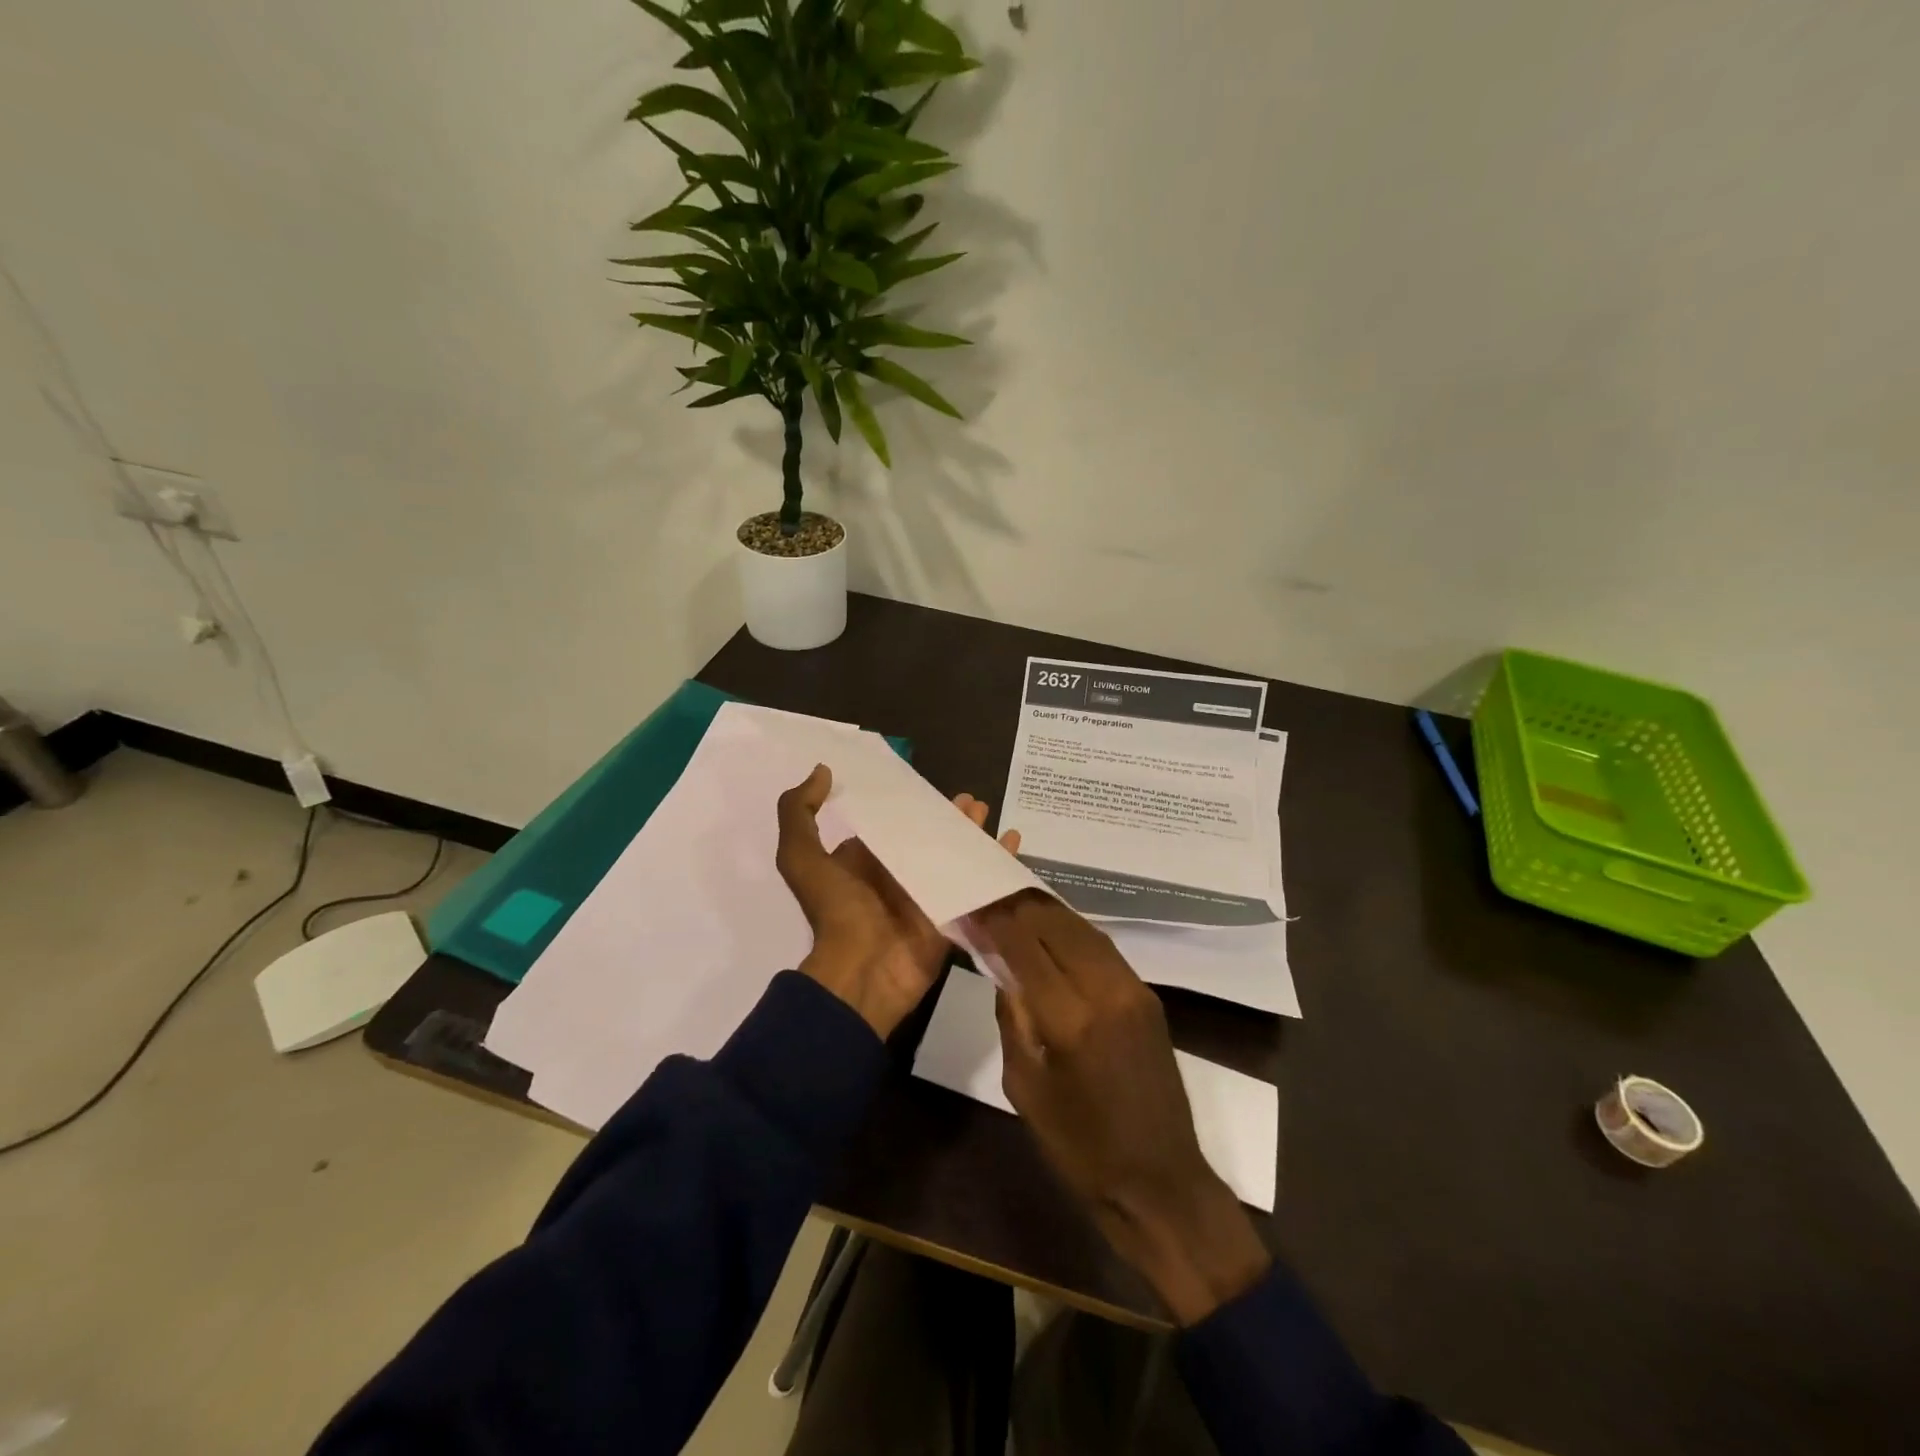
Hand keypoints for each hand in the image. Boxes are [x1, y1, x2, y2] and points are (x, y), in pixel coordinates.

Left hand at [776, 765, 1019, 1039]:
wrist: (863, 971)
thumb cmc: (836, 911)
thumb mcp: (800, 858)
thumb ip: (799, 813)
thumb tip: (821, 770)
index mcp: (866, 859)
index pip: (892, 824)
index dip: (910, 805)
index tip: (929, 785)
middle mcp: (898, 873)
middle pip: (930, 837)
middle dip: (949, 817)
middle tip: (971, 799)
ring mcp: (929, 893)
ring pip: (956, 855)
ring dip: (972, 833)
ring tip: (985, 811)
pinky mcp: (953, 912)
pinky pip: (979, 881)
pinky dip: (997, 861)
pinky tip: (1012, 840)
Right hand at [975, 892, 1271, 1324]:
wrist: (1160, 1182)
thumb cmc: (1081, 1148)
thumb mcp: (1026, 1089)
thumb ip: (1013, 1021)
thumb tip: (1002, 971)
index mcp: (1070, 1019)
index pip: (1025, 947)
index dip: (997, 921)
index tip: (975, 904)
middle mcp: (1105, 991)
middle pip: (1057, 925)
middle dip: (1022, 906)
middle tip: (993, 894)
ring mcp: (1133, 990)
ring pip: (1084, 930)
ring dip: (1049, 912)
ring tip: (1018, 902)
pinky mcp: (1148, 997)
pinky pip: (1105, 949)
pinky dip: (1075, 932)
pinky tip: (1055, 931)